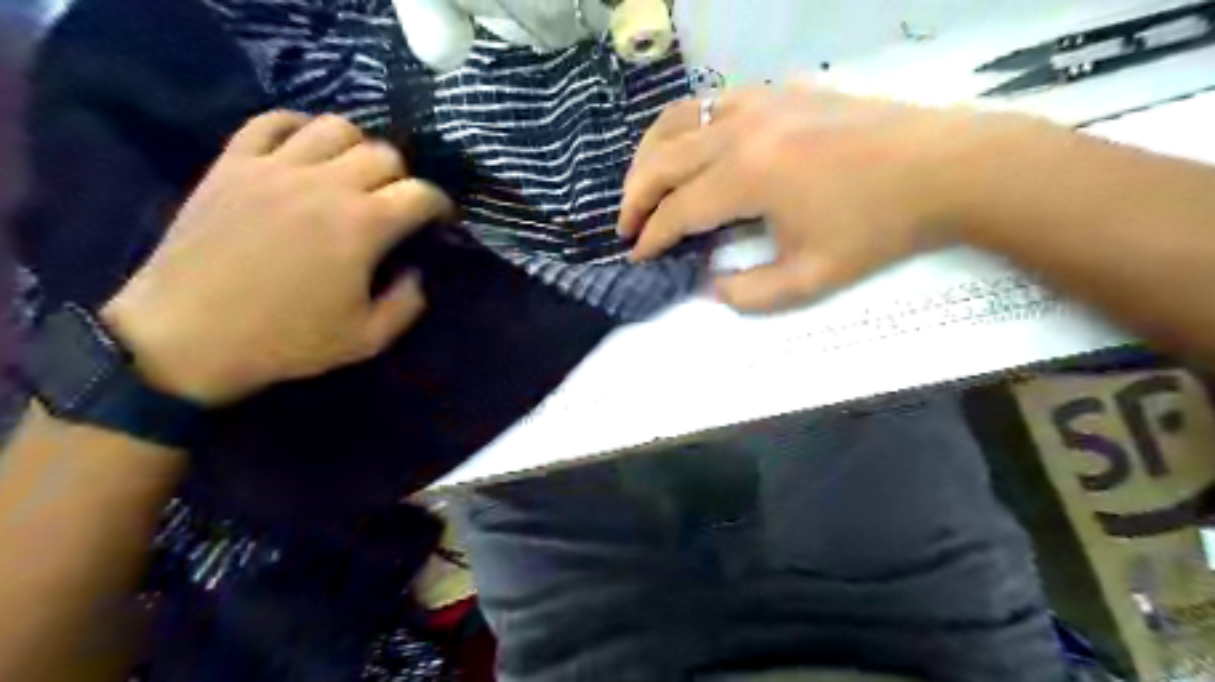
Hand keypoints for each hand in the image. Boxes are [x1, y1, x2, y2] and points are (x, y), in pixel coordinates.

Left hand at [98, 113, 454, 403]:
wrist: (187, 338)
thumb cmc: (286, 341)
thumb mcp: (368, 339)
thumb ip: (407, 303)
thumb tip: (417, 272)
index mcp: (362, 226)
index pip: (421, 193)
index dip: (440, 204)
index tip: (439, 219)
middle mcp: (325, 184)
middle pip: (384, 152)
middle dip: (402, 177)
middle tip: (396, 202)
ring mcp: (274, 168)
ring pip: (334, 126)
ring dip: (357, 147)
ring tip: (353, 173)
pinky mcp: (232, 164)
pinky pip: (271, 121)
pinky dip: (298, 127)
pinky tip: (304, 149)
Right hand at [618, 84, 1043, 314]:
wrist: (942, 167)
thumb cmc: (876, 228)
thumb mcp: (811, 279)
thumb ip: (749, 293)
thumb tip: (708, 284)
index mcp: (748, 177)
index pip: (677, 211)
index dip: (651, 238)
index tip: (636, 258)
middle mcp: (740, 131)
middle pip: (662, 161)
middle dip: (635, 198)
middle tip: (627, 227)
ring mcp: (757, 103)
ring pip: (676, 122)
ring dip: (650, 157)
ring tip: (643, 187)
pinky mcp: (775, 92)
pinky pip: (708, 104)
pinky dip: (684, 129)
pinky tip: (688, 150)